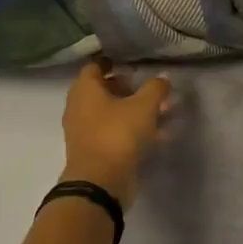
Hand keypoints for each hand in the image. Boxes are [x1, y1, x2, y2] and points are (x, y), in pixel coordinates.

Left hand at [60, 59, 172, 204]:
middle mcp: (79, 107)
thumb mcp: (144, 106)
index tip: (131, 62)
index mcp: (85, 90)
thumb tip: (162, 78)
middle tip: (149, 88)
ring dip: (133, 111)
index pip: (95, 66)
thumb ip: (156, 88)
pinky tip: (157, 135)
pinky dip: (133, 130)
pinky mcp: (95, 151)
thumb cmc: (118, 134)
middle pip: (103, 90)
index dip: (112, 62)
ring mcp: (85, 131)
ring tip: (161, 112)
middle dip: (127, 88)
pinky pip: (115, 132)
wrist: (100, 182)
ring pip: (111, 113)